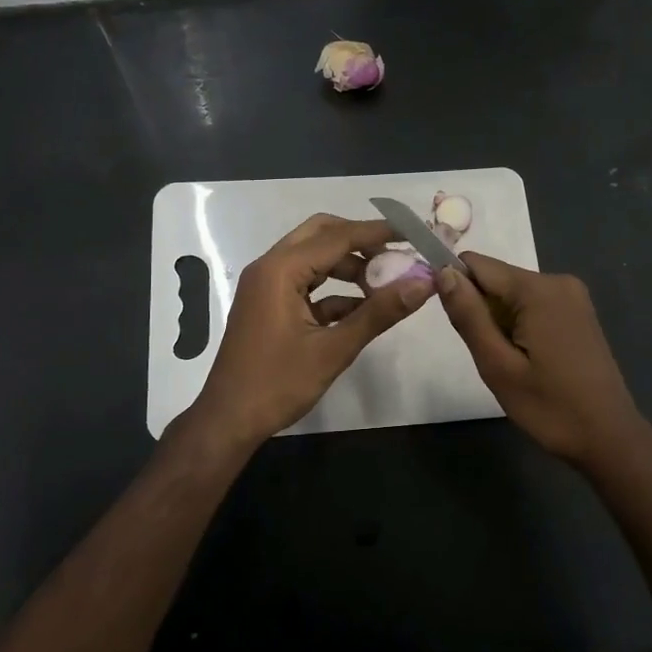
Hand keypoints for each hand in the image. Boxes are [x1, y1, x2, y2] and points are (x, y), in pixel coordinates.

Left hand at [185, 214, 433, 448]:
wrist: (229, 420)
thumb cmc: (277, 384)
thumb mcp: (333, 349)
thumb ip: (378, 313)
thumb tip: (422, 284)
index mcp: (280, 270)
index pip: (337, 236)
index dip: (377, 232)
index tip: (412, 231)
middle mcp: (270, 267)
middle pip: (321, 235)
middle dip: (360, 241)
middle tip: (395, 255)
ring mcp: (266, 285)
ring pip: (314, 258)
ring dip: (348, 266)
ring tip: (385, 285)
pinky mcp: (269, 304)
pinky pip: (306, 283)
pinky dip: (333, 290)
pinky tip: (362, 309)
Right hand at [437, 254, 649, 465]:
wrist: (610, 439)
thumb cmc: (550, 407)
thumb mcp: (498, 365)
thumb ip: (468, 315)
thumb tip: (443, 272)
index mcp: (538, 289)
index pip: (476, 264)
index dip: (455, 286)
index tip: (453, 323)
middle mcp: (558, 281)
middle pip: (496, 278)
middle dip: (481, 310)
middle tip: (490, 355)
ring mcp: (573, 296)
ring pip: (513, 293)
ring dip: (500, 320)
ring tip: (511, 362)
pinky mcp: (579, 312)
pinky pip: (533, 304)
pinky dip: (520, 325)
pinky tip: (529, 359)